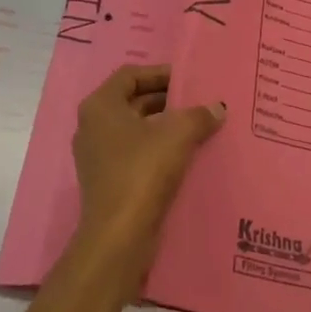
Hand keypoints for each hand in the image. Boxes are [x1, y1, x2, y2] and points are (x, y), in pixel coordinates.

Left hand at [71, 65, 224, 283]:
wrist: (118, 238)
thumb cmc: (142, 172)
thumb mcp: (177, 135)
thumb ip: (199, 115)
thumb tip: (217, 107)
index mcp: (100, 106)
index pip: (131, 75)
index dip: (160, 73)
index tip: (188, 79)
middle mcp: (93, 126)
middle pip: (133, 101)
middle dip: (165, 100)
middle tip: (198, 101)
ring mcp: (97, 156)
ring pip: (135, 129)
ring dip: (164, 125)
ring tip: (198, 126)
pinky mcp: (107, 181)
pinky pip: (135, 153)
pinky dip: (157, 148)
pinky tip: (186, 154)